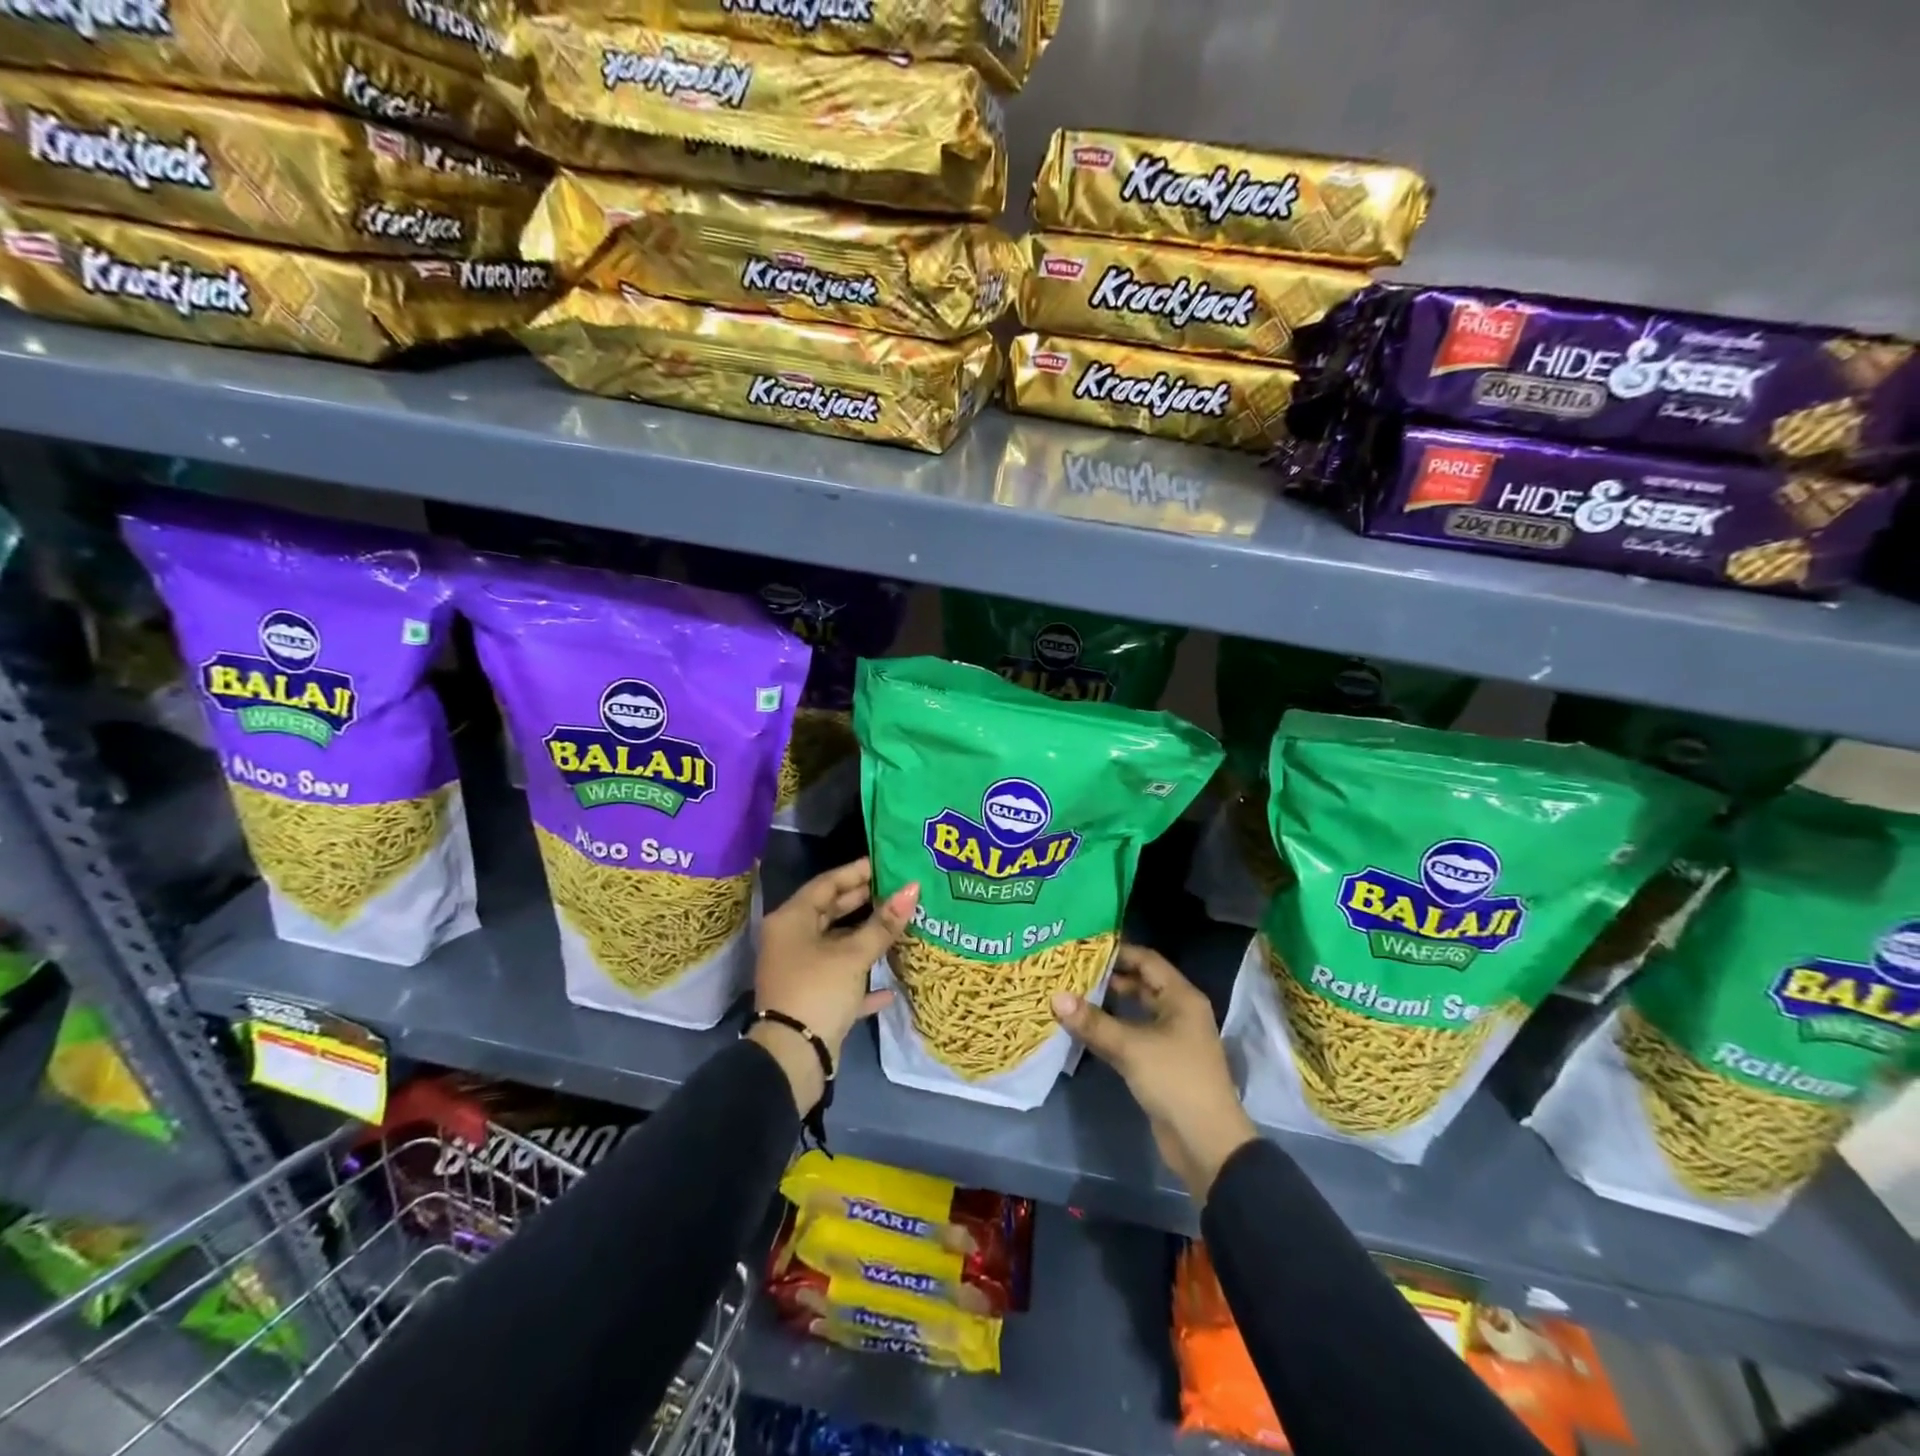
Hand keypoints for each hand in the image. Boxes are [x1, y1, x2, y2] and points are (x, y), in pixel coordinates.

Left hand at [751, 859, 918, 1114]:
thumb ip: (884, 923)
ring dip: (866, 938)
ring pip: (837, 945)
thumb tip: (913, 889)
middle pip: (831, 911)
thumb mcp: (853, 954)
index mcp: (792, 920)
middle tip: (897, 889)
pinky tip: (890, 985)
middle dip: (864, 901)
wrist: (792, 1058)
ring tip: (900, 924)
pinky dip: (862, 978)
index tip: (886, 863)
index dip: (857, 872)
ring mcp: (800, 970)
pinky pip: (840, 979)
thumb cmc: (818, 990)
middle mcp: (791, 940)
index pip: (827, 883)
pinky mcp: (811, 998)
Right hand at [1052, 945, 1256, 1202]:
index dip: (1118, 951)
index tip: (1083, 945)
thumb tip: (1055, 997)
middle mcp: (1178, 1012)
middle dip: (1107, 977)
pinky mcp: (1159, 1063)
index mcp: (1181, 998)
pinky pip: (1131, 1036)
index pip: (1147, 960)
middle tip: (1070, 969)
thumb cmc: (1175, 1081)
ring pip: (1134, 1011)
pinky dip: (1109, 1030)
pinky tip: (1082, 1028)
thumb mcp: (1132, 1047)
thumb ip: (1093, 1022)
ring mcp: (1169, 1038)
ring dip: (1106, 1005)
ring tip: (1070, 993)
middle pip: (1140, 984)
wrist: (1206, 1144)